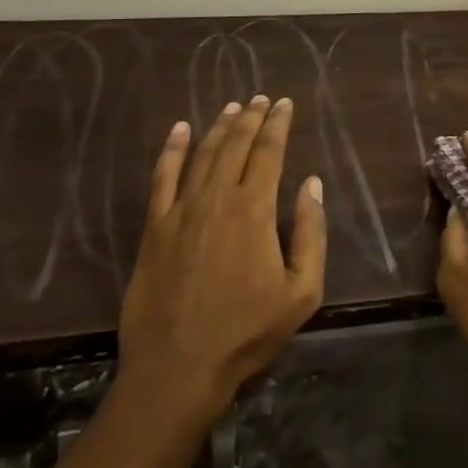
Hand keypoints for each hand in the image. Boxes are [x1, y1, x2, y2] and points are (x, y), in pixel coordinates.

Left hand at [115, 97, 326, 417]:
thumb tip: (312, 184)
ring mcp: (181, 211)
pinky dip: (171, 150)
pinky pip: (163, 178)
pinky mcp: (155, 228)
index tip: (285, 104)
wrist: (178, 369)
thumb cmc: (247, 332)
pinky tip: (179, 130)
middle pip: (236, 145)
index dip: (278, 124)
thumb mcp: (302, 291)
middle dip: (252, 118)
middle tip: (262, 98)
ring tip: (233, 107)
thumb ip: (311, 232)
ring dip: (219, 127)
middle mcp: (217, 199)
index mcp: (255, 210)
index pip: (269, 152)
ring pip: (203, 154)